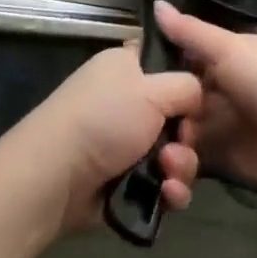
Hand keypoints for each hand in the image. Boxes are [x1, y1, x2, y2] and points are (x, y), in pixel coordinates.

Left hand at [10, 45, 203, 236]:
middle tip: (181, 142)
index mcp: (126, 66)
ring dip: (181, 166)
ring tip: (169, 175)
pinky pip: (162, 182)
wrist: (57, 176)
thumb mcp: (152, 89)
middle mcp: (126, 99)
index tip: (199, 97)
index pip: (165, 61)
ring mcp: (124, 141)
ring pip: (173, 152)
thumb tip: (199, 92)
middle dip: (187, 135)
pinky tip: (168, 196)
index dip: (187, 78)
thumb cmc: (104, 118)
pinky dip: (169, 190)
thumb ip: (187, 85)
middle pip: (177, 114)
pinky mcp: (124, 178)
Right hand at [155, 2, 256, 207]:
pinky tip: (172, 175)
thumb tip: (156, 3)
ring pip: (178, 133)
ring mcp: (218, 128)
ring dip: (166, 146)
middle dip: (156, 113)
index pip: (180, 59)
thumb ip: (191, 32)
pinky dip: (178, 171)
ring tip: (166, 158)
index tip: (128, 76)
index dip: (155, 68)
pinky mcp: (220, 164)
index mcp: (223, 59)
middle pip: (174, 100)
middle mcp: (217, 91)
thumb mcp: (230, 50)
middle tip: (140, 125)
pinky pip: (189, 164)